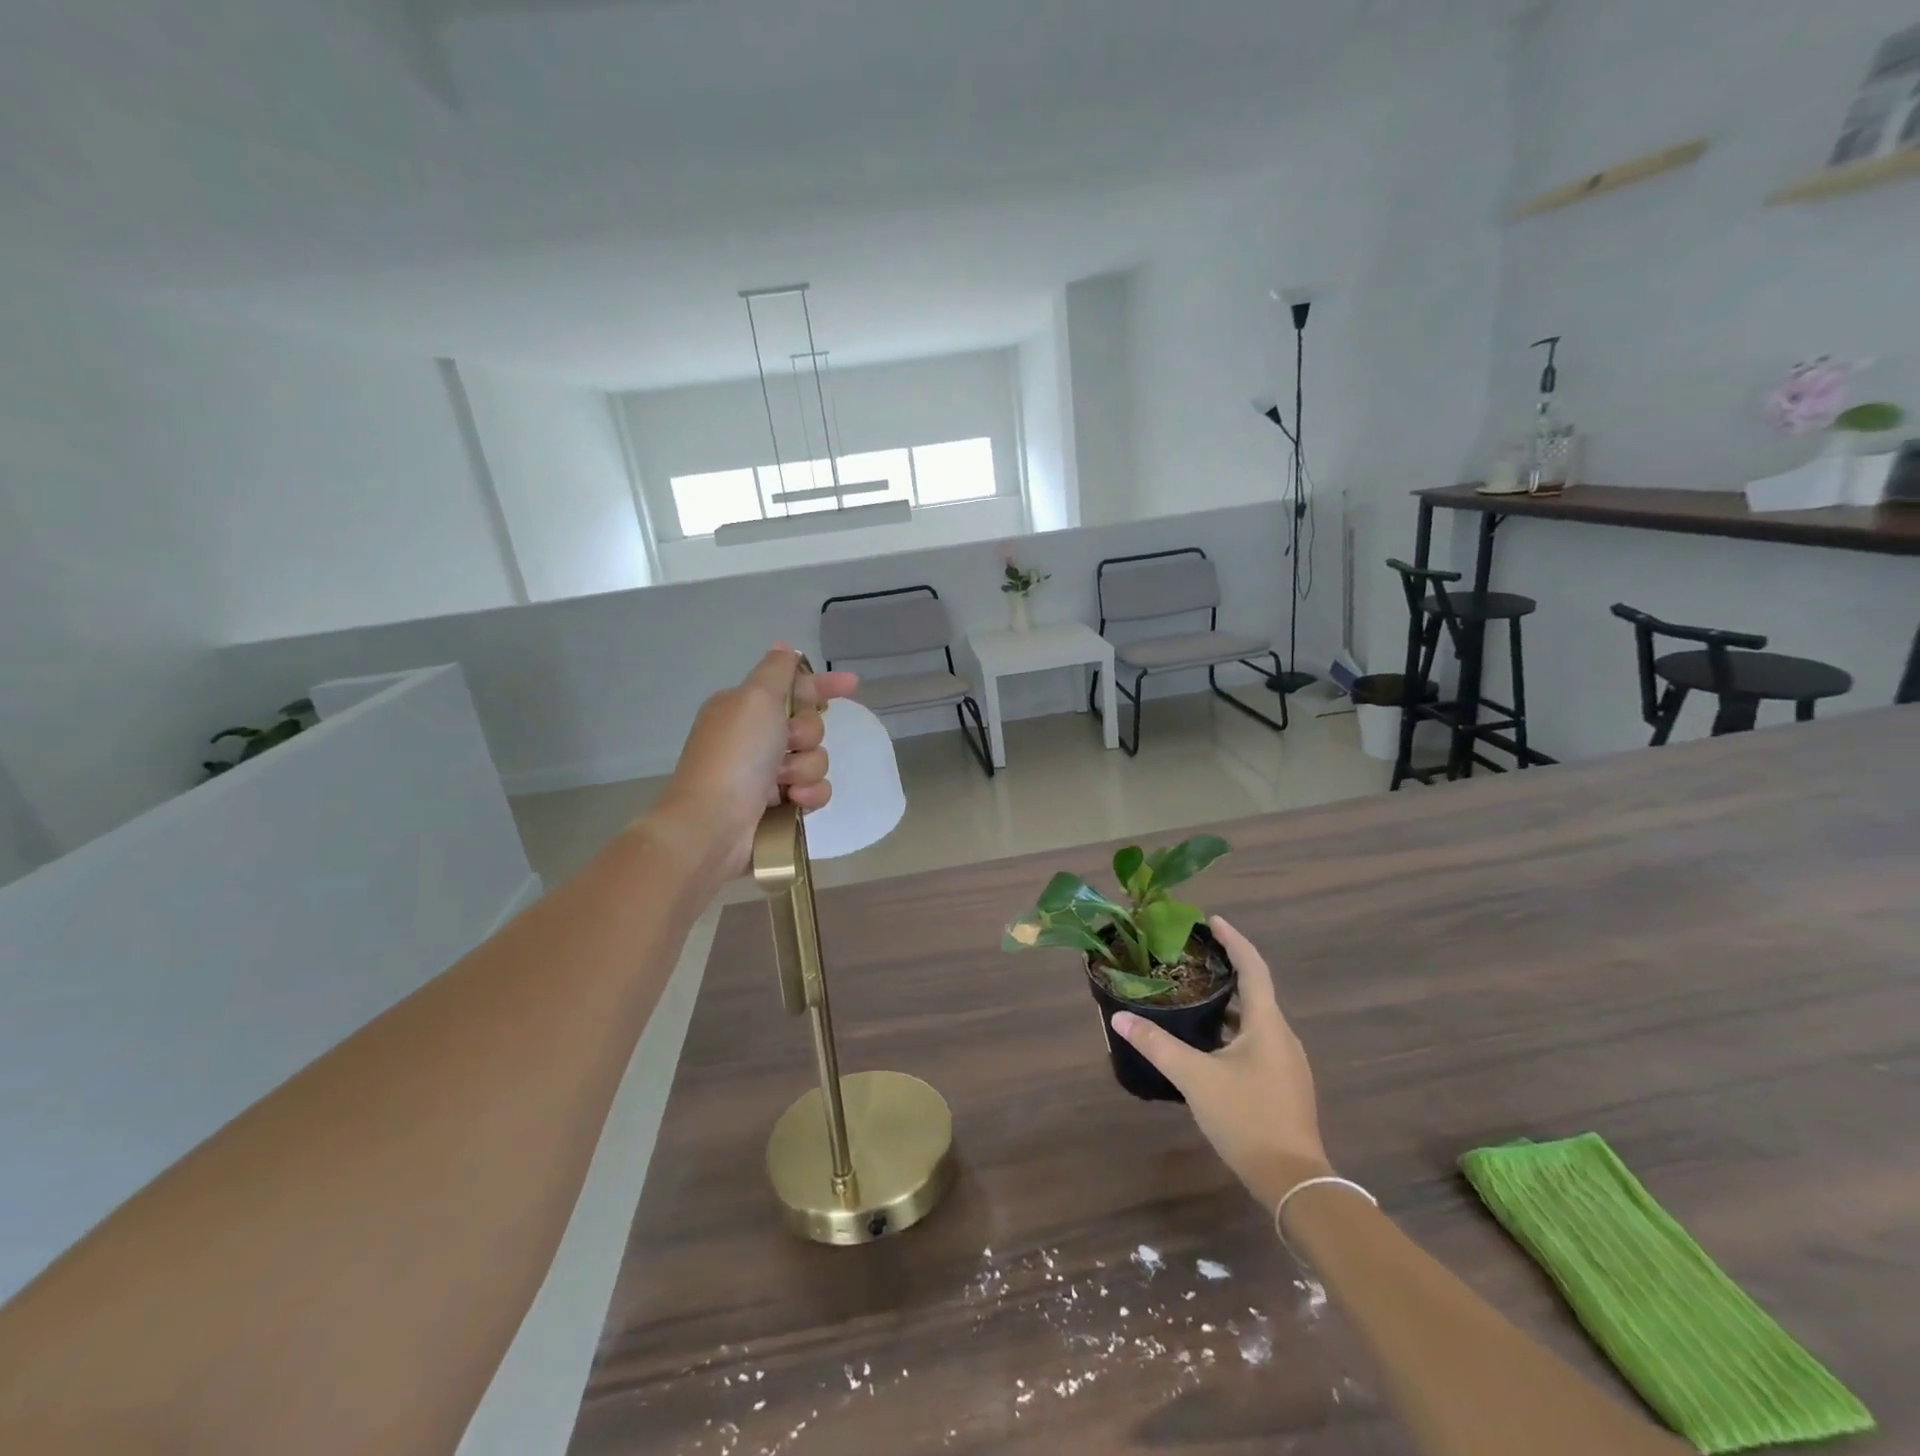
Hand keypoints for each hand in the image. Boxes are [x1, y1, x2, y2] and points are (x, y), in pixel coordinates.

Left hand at [649, 645, 859, 882]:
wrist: (713, 823)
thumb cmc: (735, 755)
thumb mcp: (754, 699)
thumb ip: (776, 672)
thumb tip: (783, 648)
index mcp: (744, 708)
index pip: (792, 687)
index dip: (822, 685)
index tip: (852, 685)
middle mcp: (755, 738)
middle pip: (808, 724)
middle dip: (807, 735)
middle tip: (787, 744)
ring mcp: (766, 774)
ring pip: (815, 759)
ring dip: (806, 768)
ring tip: (784, 783)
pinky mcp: (779, 806)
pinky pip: (815, 790)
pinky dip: (808, 795)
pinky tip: (794, 802)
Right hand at [1111, 917, 1330, 1209]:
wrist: (1294, 1181)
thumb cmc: (1247, 1118)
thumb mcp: (1195, 1078)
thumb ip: (1158, 1045)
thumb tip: (1121, 1017)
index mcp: (1267, 1024)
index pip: (1253, 967)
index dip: (1234, 940)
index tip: (1212, 920)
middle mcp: (1282, 1036)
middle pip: (1256, 990)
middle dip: (1227, 970)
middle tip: (1193, 957)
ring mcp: (1286, 1063)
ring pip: (1255, 1020)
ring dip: (1229, 1003)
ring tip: (1195, 995)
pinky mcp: (1283, 1085)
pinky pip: (1257, 1041)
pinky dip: (1233, 1029)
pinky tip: (1209, 1043)